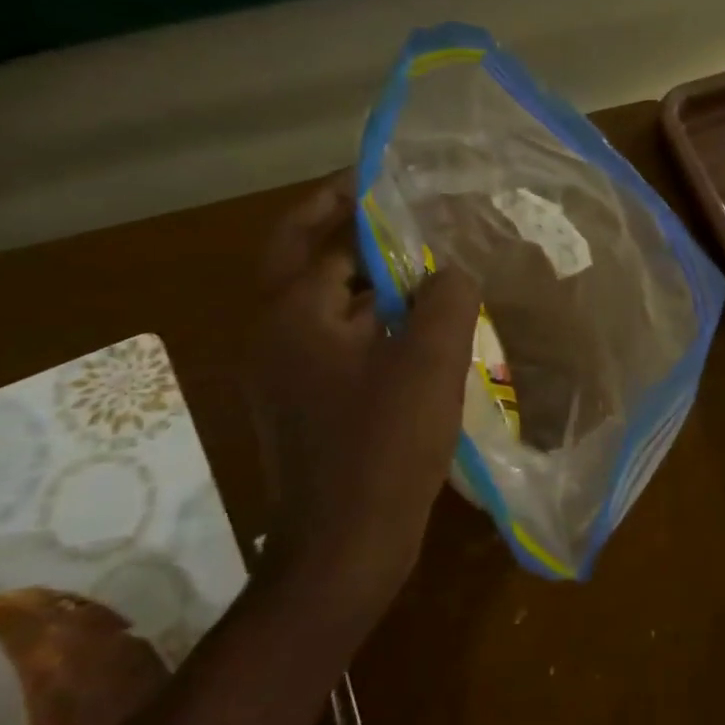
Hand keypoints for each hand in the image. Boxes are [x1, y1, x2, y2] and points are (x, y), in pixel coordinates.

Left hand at [245, 176, 479, 619]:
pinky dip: (370, 320)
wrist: (345, 545)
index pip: (325, 237)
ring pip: (323, 303)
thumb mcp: (429, 360)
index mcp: (291, 314)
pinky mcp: (305, 403)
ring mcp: (284, 373)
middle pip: (303, 259)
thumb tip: (452, 267)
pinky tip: (416, 327)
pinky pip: (335, 340)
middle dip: (343, 228)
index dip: (362, 204)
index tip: (396, 180)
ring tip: (422, 264)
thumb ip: (445, 296)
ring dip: (364, 278)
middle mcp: (273, 335)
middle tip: (392, 206)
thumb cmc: (385, 445)